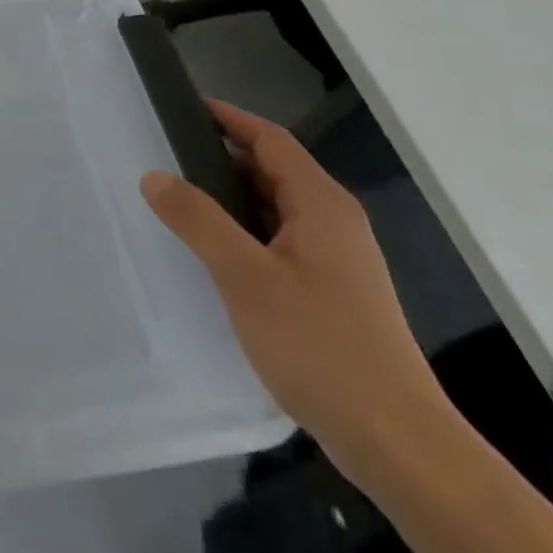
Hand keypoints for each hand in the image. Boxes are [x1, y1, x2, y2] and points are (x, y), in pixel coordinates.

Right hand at [141, 101, 447, 487]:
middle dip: (221, 157)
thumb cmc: (321, 346)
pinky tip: (216, 255)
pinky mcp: (334, 293)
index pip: (269, 139)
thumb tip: (153, 175)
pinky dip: (246, 232)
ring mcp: (339, 260)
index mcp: (320, 204)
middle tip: (167, 155)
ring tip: (180, 202)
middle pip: (273, 170)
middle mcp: (334, 222)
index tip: (181, 107)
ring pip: (276, 209)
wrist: (399, 445)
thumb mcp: (246, 277)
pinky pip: (281, 241)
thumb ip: (197, 219)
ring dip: (231, 199)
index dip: (227, 118)